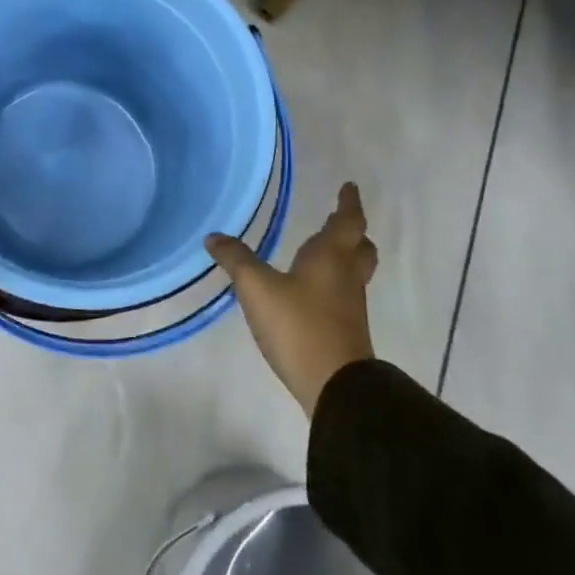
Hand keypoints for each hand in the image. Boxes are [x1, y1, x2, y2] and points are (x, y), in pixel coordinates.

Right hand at [207, 183, 377, 415]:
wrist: (335, 386)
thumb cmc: (299, 325)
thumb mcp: (257, 288)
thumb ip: (236, 260)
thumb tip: (214, 237)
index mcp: (331, 257)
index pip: (347, 221)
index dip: (348, 203)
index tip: (349, 187)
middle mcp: (347, 276)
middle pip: (360, 247)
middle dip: (352, 232)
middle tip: (338, 221)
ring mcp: (350, 306)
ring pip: (355, 272)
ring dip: (345, 258)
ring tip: (324, 253)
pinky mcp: (347, 331)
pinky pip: (345, 295)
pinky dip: (335, 284)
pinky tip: (313, 292)